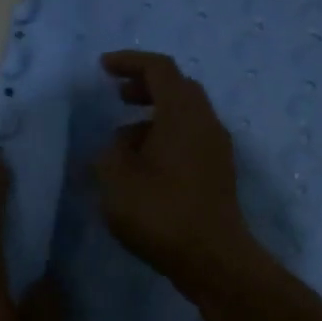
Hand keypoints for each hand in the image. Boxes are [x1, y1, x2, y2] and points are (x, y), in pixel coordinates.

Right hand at [94, 50, 257, 298]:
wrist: (213, 259)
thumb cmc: (161, 212)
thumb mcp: (116, 180)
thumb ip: (109, 154)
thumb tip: (118, 148)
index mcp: (183, 113)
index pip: (159, 69)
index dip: (130, 62)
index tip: (103, 67)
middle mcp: (206, 123)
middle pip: (178, 88)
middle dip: (146, 87)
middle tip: (118, 96)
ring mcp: (216, 149)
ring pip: (184, 117)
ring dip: (153, 118)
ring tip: (121, 142)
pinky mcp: (218, 174)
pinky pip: (189, 140)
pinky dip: (164, 139)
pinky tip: (142, 168)